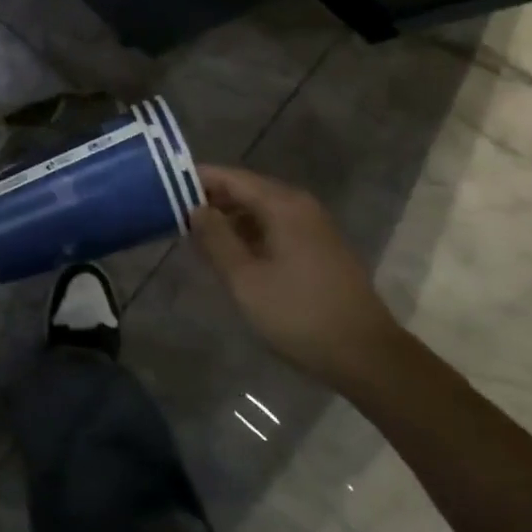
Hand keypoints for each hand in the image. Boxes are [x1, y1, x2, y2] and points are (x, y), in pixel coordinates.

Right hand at [191, 165, 399, 387]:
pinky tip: (232, 254)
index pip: (232, 177)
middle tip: (175, 213)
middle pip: (248, 190)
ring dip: (230, 218)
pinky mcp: (320, 248)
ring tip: (197, 235)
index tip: (166, 185)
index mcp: (283, 205)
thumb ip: (216, 240)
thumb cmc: (299, 314)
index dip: (199, 179)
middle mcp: (300, 205)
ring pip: (262, 210)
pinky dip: (250, 232)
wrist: (366, 354)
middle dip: (212, 199)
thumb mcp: (246, 280)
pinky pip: (276, 226)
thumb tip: (196, 209)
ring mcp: (314, 226)